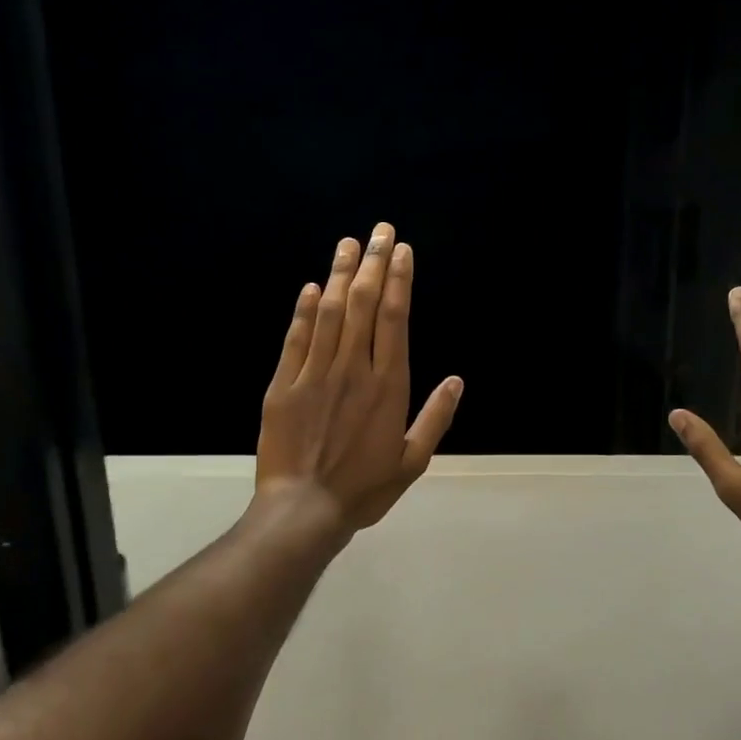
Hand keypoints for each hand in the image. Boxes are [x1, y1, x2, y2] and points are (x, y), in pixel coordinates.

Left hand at [256, 223, 463, 533]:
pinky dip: (304, 310)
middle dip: (372, 264)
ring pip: (329, 313)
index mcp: (387, 387)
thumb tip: (456, 381)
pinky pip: (296, 338)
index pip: (394, 320)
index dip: (398, 281)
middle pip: (363, 305)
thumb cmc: (364, 489)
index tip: (402, 252)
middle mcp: (352, 370)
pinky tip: (311, 287)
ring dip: (339, 274)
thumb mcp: (412, 462)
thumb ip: (435, 418)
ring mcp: (314, 374)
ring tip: (348, 244)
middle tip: (379, 230)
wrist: (304, 509)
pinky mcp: (284, 385)